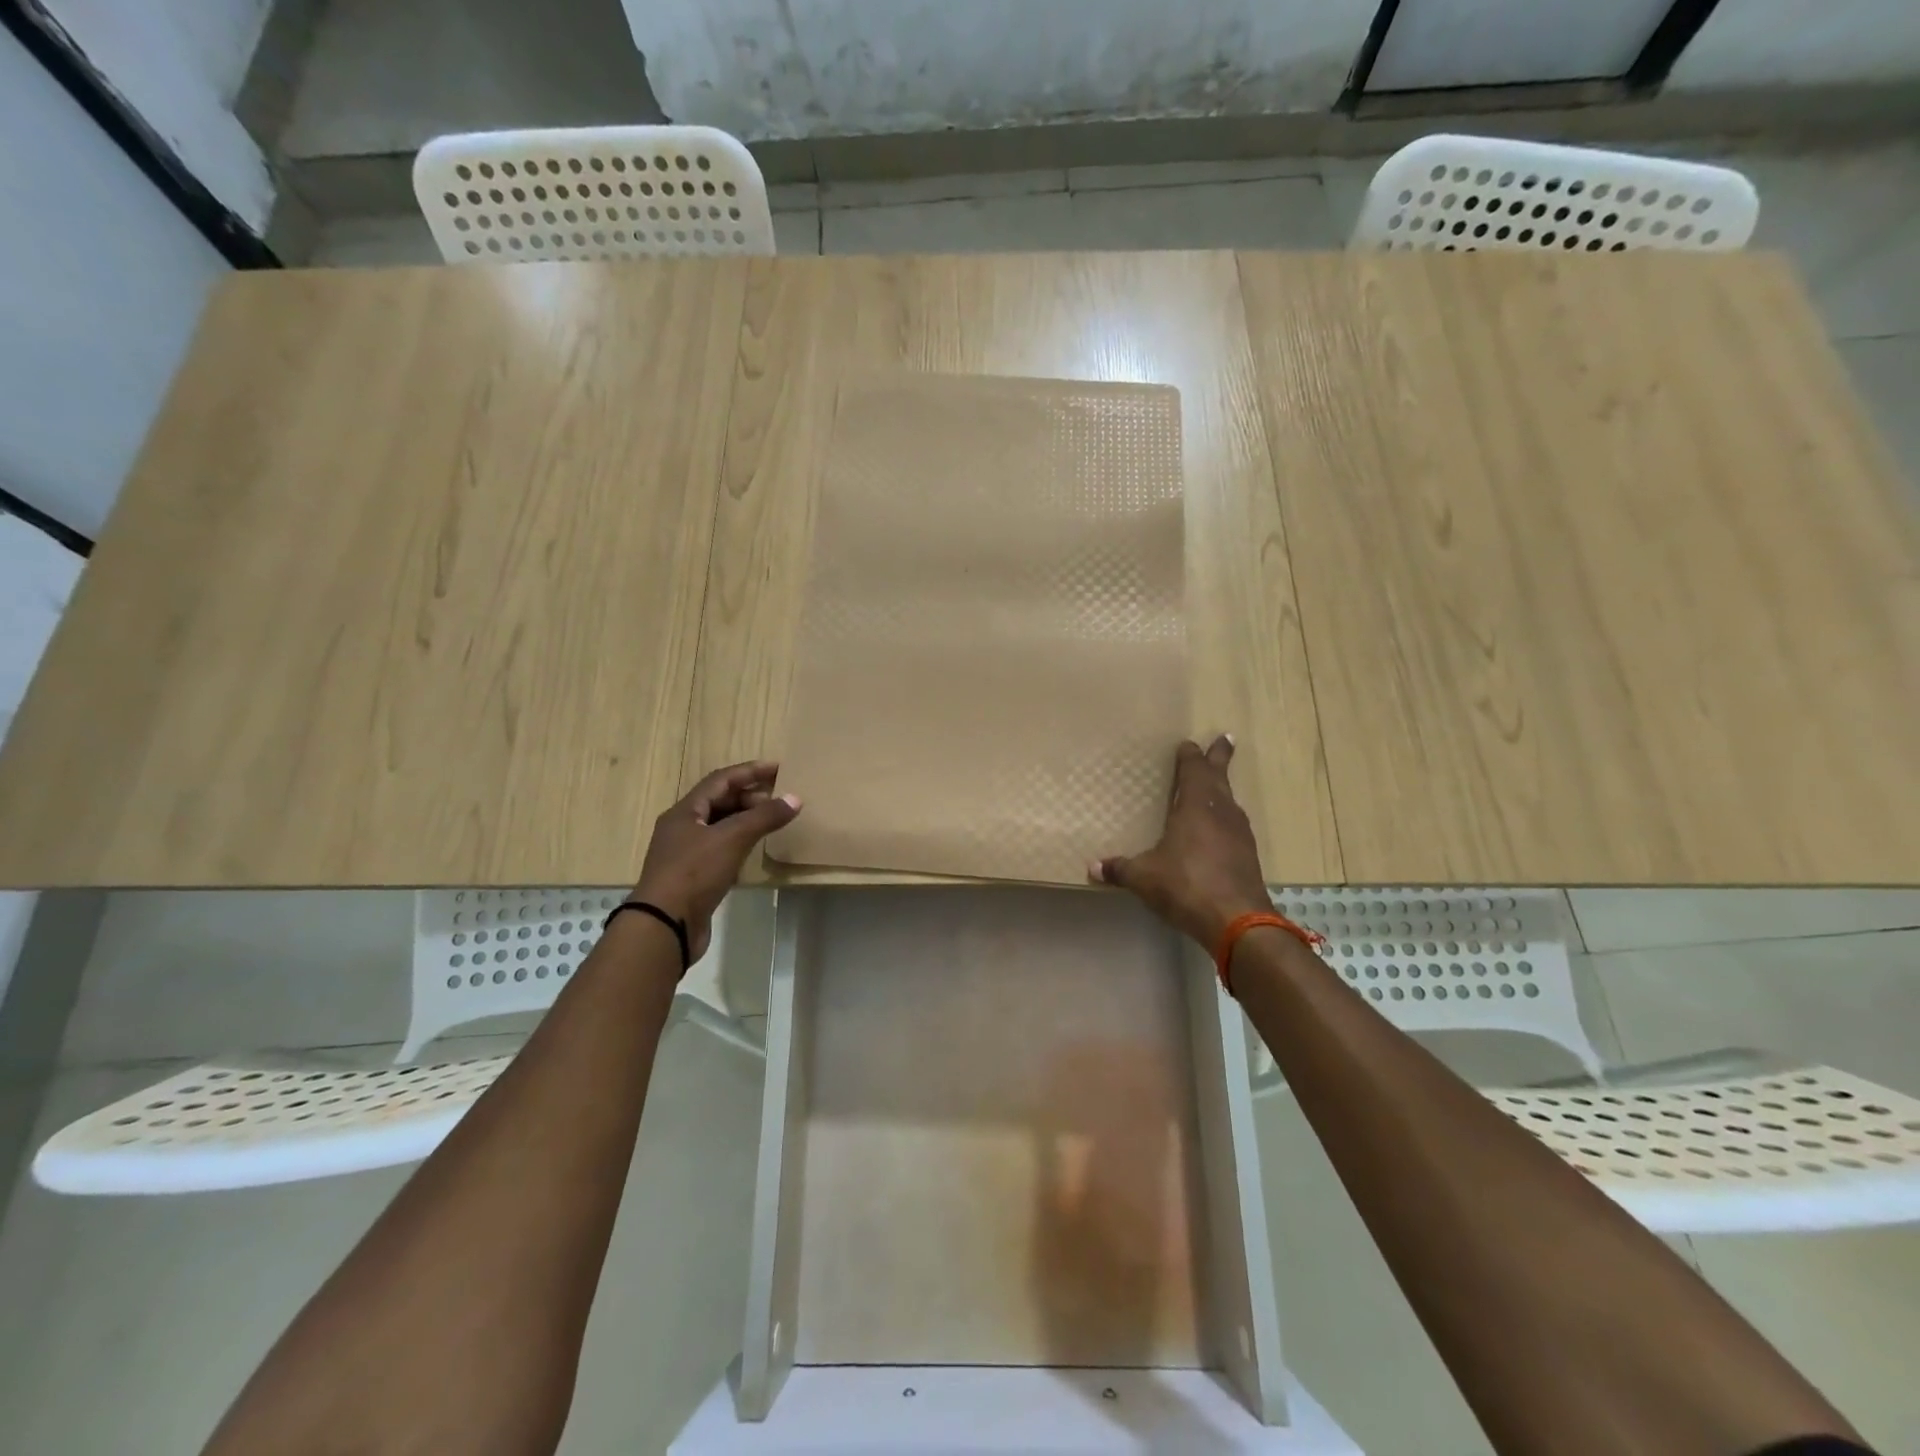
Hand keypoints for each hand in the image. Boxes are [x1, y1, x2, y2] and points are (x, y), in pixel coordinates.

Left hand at [631, 760, 800, 959]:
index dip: (750, 771)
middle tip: (779, 799)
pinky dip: (740, 843)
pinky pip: (721, 849)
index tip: (779, 768)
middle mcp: (683, 828)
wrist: (665, 926)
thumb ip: (764, 817)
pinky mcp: (693, 877)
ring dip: (746, 820)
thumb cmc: (694, 873)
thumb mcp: (732, 839)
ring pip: (720, 826)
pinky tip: (755, 849)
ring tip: (772, 821)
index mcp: (685, 812)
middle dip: (750, 796)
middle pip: (720, 802)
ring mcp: (686, 854)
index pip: (721, 780)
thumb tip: (795, 798)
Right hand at [1090, 735, 1269, 948]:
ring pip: (1230, 801)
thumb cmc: (1186, 885)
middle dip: (1219, 758)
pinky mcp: (1247, 855)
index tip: (1189, 744)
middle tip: (1224, 739)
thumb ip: (1119, 869)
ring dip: (1223, 788)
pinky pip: (1234, 825)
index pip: (1194, 771)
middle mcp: (1221, 812)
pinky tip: (1220, 828)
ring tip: (1216, 785)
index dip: (1190, 757)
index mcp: (1196, 807)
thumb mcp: (1144, 877)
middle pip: (1220, 778)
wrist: (1237, 920)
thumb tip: (1092, 868)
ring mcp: (1239, 834)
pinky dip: (1226, 817)